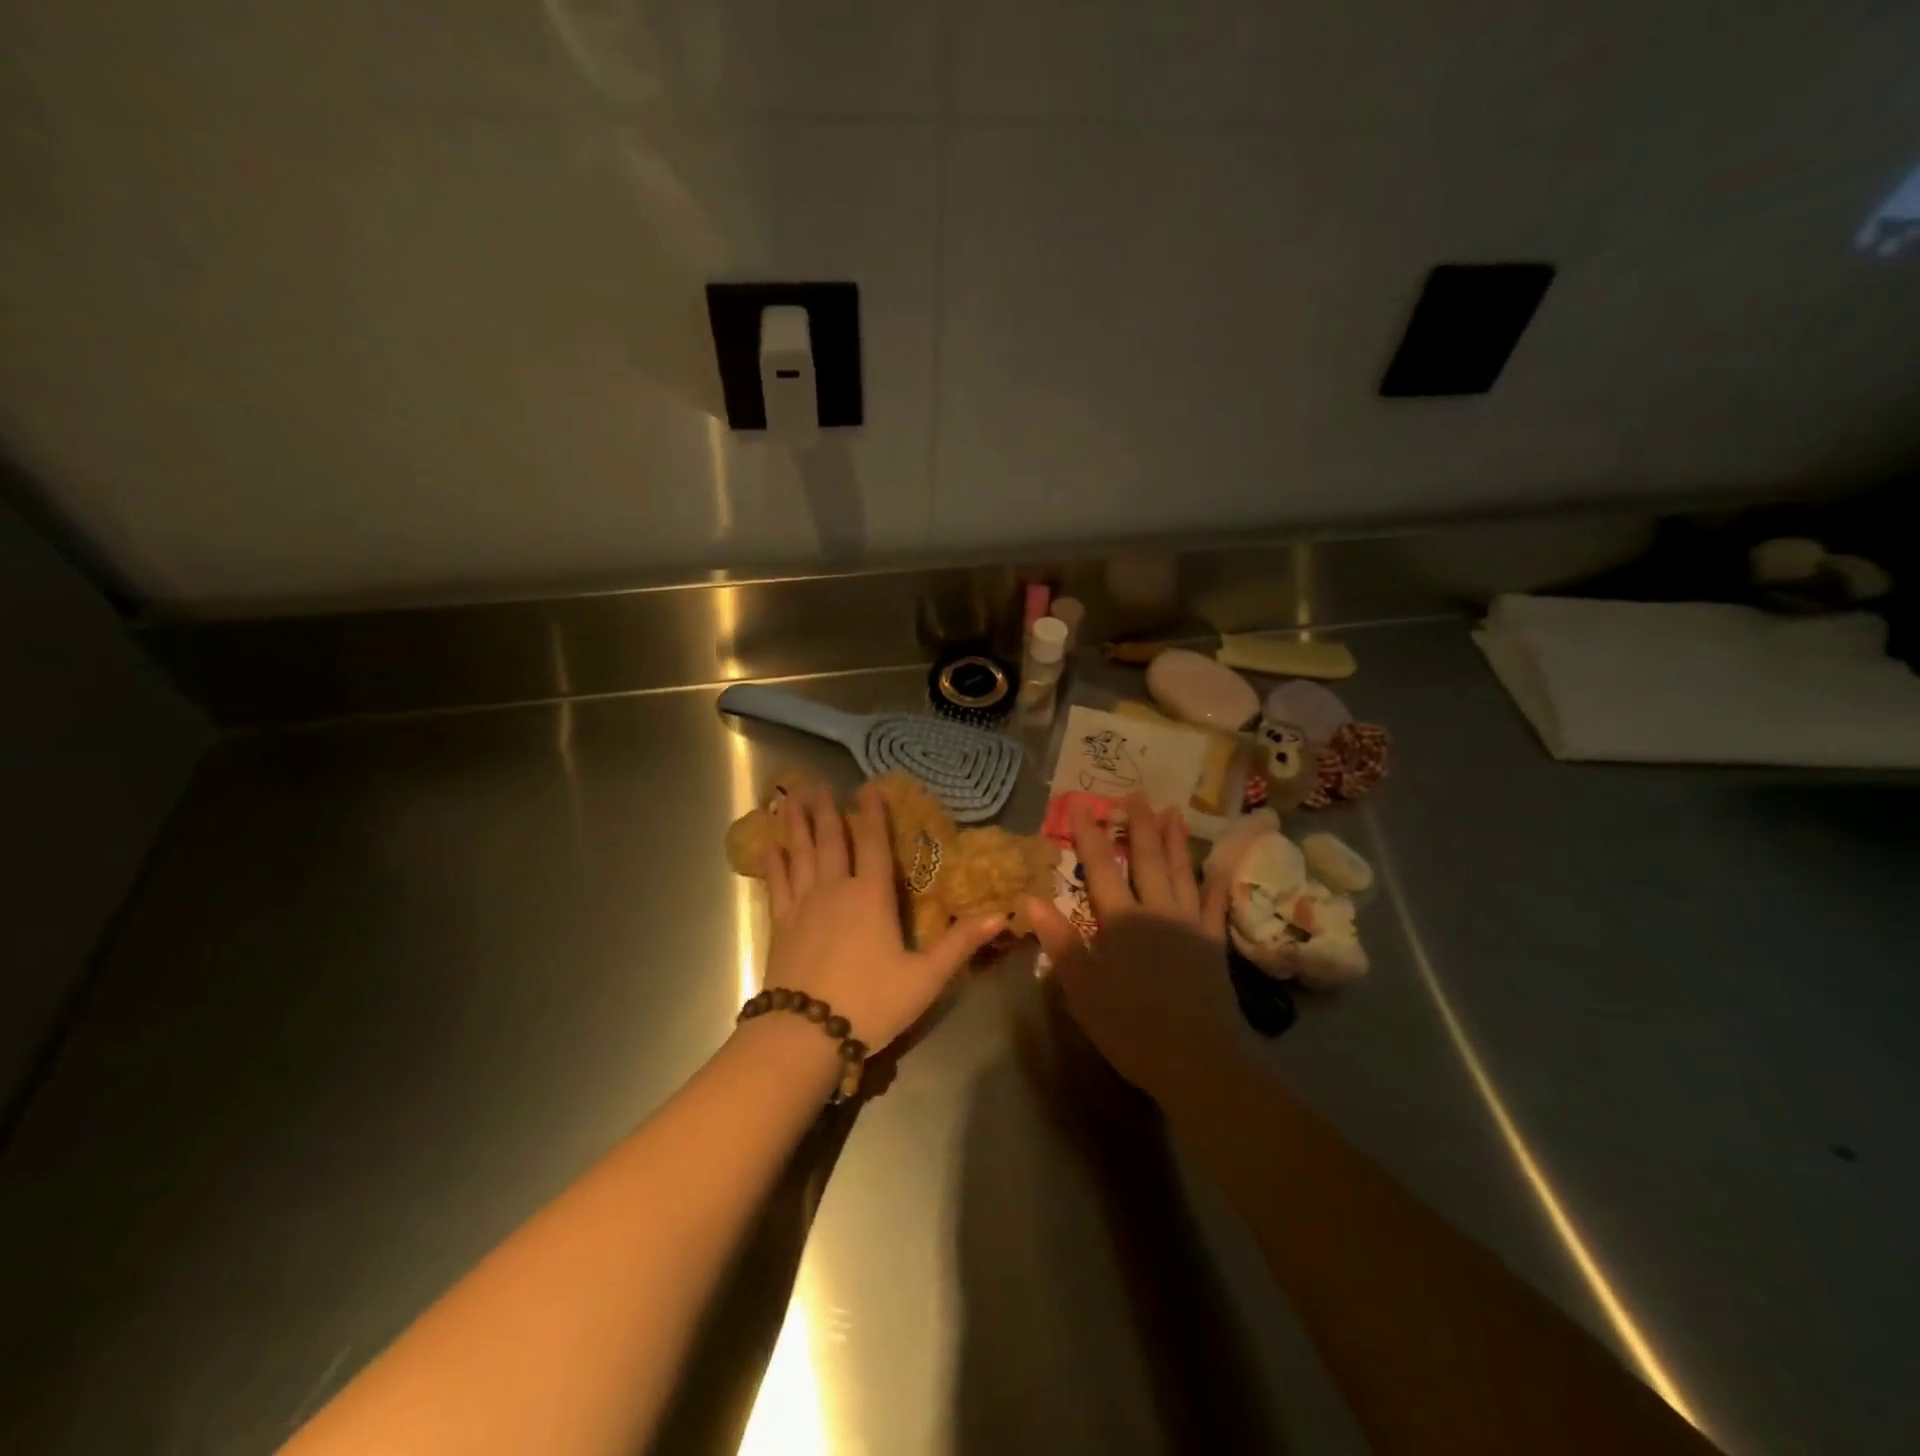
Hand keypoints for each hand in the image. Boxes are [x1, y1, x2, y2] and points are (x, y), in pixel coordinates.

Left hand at [759, 778, 1002, 1051]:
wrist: (805, 1033)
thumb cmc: (871, 1003)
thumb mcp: (925, 977)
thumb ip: (960, 944)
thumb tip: (1000, 915)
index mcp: (872, 896)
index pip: (873, 843)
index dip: (872, 813)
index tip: (868, 787)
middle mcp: (836, 889)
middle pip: (830, 840)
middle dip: (826, 809)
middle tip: (816, 782)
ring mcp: (803, 904)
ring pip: (800, 853)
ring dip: (797, 824)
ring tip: (790, 797)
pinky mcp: (781, 924)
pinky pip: (777, 882)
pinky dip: (774, 861)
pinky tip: (769, 844)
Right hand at [1028, 795, 1249, 1107]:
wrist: (1196, 1058)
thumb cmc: (1129, 1026)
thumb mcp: (1081, 988)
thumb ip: (1060, 941)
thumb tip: (1032, 898)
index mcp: (1120, 920)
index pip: (1099, 868)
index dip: (1089, 835)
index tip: (1081, 806)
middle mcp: (1155, 910)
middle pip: (1146, 859)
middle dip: (1139, 825)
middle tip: (1137, 794)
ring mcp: (1189, 923)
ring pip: (1181, 871)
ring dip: (1175, 840)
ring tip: (1173, 811)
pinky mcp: (1213, 942)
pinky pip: (1215, 904)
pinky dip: (1215, 881)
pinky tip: (1217, 864)